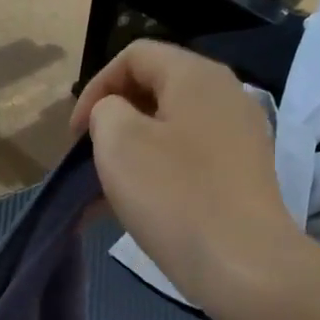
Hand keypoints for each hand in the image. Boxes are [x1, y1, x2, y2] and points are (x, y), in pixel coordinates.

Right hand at [72, 40, 310, 309]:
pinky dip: (155, 175)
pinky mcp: (241, 176)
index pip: (134, 55)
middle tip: (88, 159)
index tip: (76, 135)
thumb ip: (106, 110)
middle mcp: (225, 96)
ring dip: (130, 154)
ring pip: (169, 130)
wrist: (242, 265)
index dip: (95, 87)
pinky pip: (187, 161)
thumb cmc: (173, 195)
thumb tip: (116, 115)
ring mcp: (239, 138)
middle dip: (112, 121)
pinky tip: (132, 210)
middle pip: (154, 90)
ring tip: (102, 192)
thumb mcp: (118, 141)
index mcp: (196, 76)